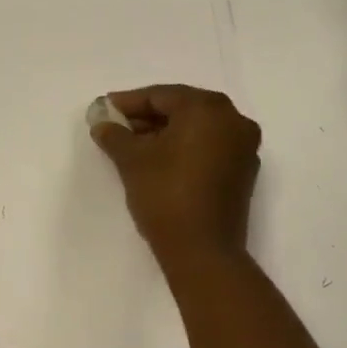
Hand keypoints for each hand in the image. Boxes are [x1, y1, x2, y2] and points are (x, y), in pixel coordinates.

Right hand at [89, 85, 260, 268]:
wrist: (202, 251)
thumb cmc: (165, 194)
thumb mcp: (132, 160)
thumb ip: (115, 135)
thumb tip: (103, 124)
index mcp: (208, 109)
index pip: (162, 96)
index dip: (129, 102)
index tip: (104, 109)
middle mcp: (233, 120)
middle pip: (182, 109)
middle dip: (147, 117)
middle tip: (116, 127)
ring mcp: (243, 147)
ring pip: (197, 129)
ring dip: (165, 133)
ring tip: (132, 146)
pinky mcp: (243, 173)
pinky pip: (209, 148)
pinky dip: (184, 149)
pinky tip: (158, 161)